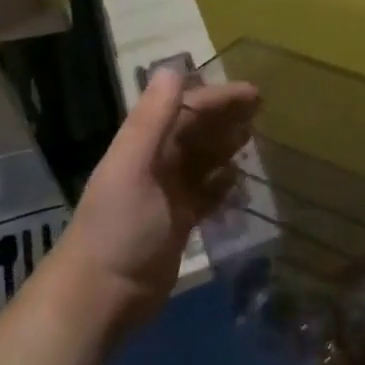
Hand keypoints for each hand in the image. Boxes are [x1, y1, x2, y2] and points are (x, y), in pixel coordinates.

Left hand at [55, 69, 260, 331]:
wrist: (102, 295)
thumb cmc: (119, 227)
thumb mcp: (133, 167)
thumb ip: (152, 120)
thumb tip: (172, 68)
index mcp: (143, 148)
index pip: (184, 110)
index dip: (218, 99)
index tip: (254, 94)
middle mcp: (156, 166)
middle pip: (196, 132)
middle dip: (226, 118)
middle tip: (263, 110)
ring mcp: (168, 196)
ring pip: (204, 161)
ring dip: (227, 147)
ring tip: (255, 138)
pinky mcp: (180, 223)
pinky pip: (208, 194)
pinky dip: (224, 184)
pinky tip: (241, 181)